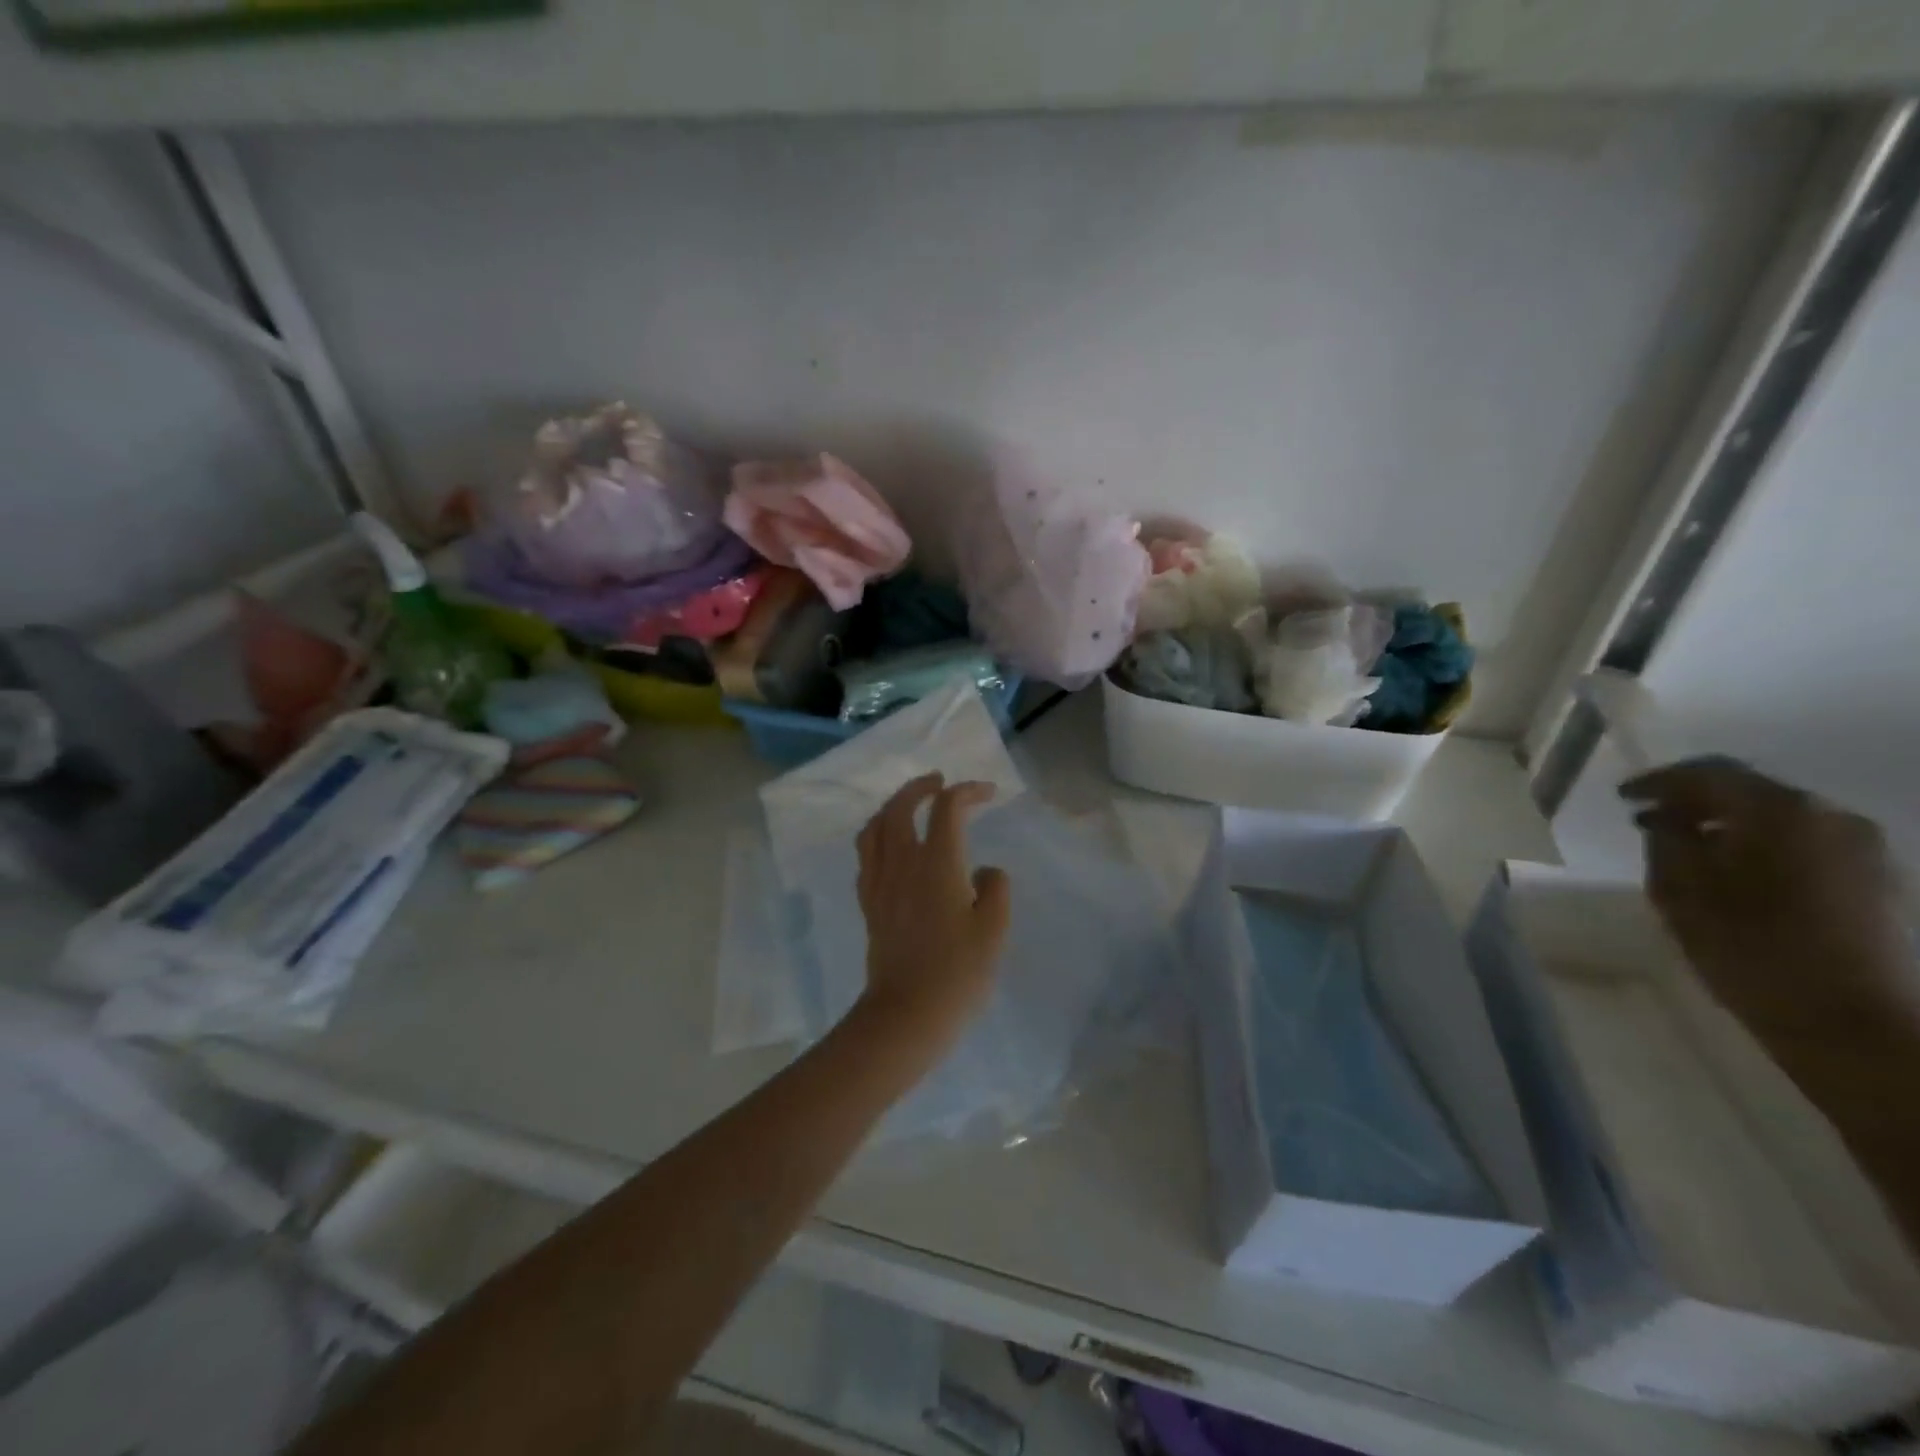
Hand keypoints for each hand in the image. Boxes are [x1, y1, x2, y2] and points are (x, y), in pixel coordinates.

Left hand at [854, 773, 1011, 1047]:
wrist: (907, 1014)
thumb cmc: (957, 973)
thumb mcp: (994, 930)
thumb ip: (995, 889)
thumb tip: (984, 871)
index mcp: (937, 864)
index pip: (947, 809)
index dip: (968, 792)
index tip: (988, 793)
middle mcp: (902, 864)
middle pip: (900, 807)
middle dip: (920, 787)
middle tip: (940, 783)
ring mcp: (879, 883)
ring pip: (874, 828)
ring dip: (892, 807)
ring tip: (910, 806)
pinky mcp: (868, 904)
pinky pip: (866, 855)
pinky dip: (878, 836)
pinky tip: (890, 847)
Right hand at [1622, 757, 1912, 1041]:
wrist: (1853, 1024)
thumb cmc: (1751, 949)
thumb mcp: (1680, 891)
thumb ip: (1666, 841)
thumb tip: (1666, 819)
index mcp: (1780, 811)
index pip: (1708, 774)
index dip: (1658, 782)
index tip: (1622, 797)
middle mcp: (1830, 816)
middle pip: (1749, 791)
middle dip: (1695, 802)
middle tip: (1649, 820)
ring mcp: (1864, 849)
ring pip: (1778, 818)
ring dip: (1729, 825)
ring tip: (1689, 848)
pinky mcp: (1876, 881)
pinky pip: (1804, 843)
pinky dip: (1761, 846)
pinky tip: (1735, 873)